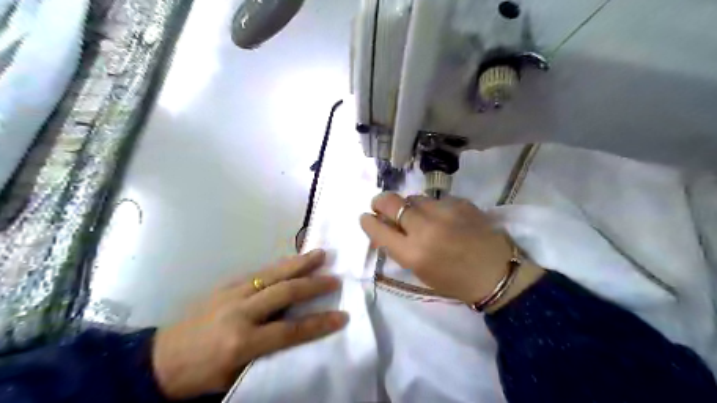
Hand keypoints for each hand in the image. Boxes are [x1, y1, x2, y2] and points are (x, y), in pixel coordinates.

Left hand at [152, 249, 348, 398]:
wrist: (159, 360)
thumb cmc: (201, 375)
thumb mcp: (236, 375)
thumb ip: (268, 353)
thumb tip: (298, 333)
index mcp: (241, 342)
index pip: (290, 331)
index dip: (319, 323)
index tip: (342, 316)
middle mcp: (239, 313)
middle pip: (284, 292)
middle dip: (313, 285)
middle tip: (335, 278)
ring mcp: (231, 294)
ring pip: (272, 274)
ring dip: (299, 263)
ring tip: (320, 254)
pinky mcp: (225, 285)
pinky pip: (259, 271)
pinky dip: (280, 264)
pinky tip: (293, 260)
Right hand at [362, 193, 539, 309]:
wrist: (498, 274)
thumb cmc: (455, 282)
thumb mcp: (420, 272)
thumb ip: (400, 249)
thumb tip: (385, 230)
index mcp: (413, 254)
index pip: (378, 229)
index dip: (367, 221)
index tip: (365, 217)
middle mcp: (425, 229)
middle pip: (391, 202)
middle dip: (380, 202)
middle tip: (380, 204)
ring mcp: (444, 212)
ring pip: (414, 198)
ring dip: (409, 206)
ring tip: (417, 215)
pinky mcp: (461, 203)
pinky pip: (437, 200)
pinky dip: (433, 207)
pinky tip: (443, 217)